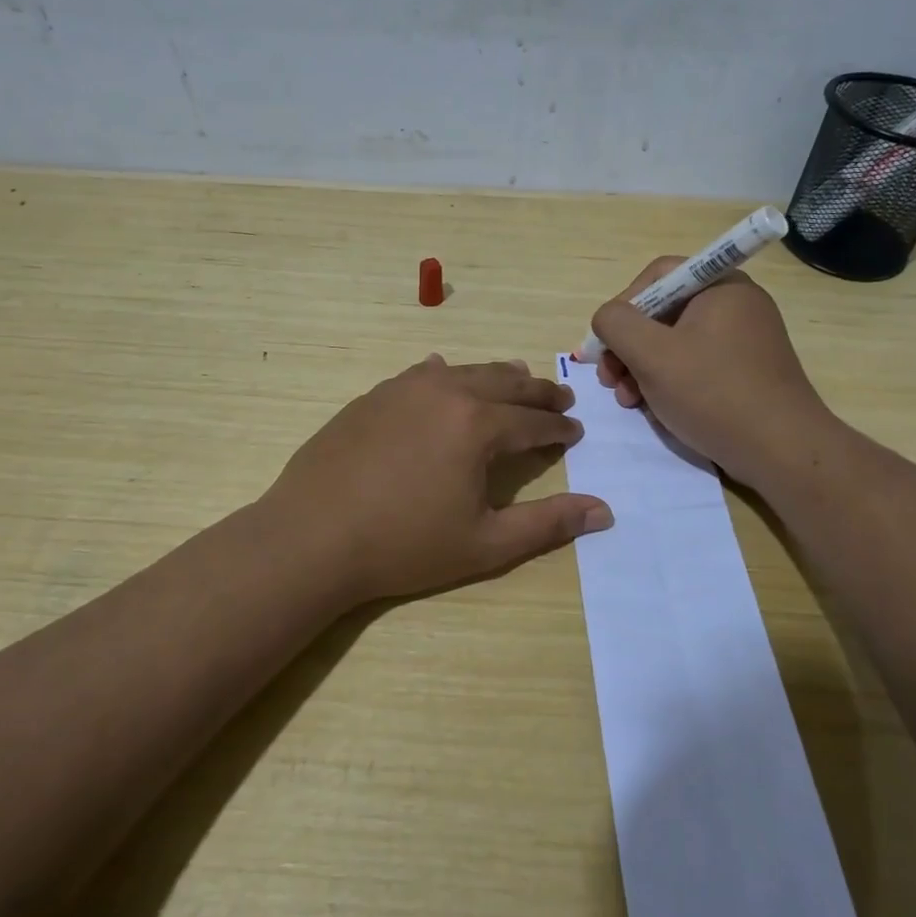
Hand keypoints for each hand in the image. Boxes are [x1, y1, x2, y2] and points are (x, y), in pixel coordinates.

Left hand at [265, 356, 613, 604]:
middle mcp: (447, 392)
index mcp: (479, 425)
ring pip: (465, 371)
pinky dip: (446, 375)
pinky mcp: (374, 395)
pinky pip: (421, 374)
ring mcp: (405, 388)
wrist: (312, 536)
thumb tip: (603, 511)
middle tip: (560, 397)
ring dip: (497, 377)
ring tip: (516, 380)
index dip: (559, 426)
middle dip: (538, 391)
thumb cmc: (404, 545)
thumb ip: (547, 523)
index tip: (575, 430)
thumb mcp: (485, 544)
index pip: (534, 420)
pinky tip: (443, 375)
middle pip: (506, 382)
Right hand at [590, 258, 834, 486]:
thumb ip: (616, 324)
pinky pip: (695, 365)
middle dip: (628, 346)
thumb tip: (607, 318)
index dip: (623, 305)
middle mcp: (735, 305)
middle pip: (662, 311)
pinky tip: (655, 409)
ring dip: (642, 369)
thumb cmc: (713, 393)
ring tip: (628, 401)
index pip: (657, 276)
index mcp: (720, 286)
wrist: (781, 452)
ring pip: (674, 343)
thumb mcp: (651, 354)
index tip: (607, 344)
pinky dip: (668, 382)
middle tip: (610, 380)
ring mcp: (743, 340)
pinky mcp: (745, 372)